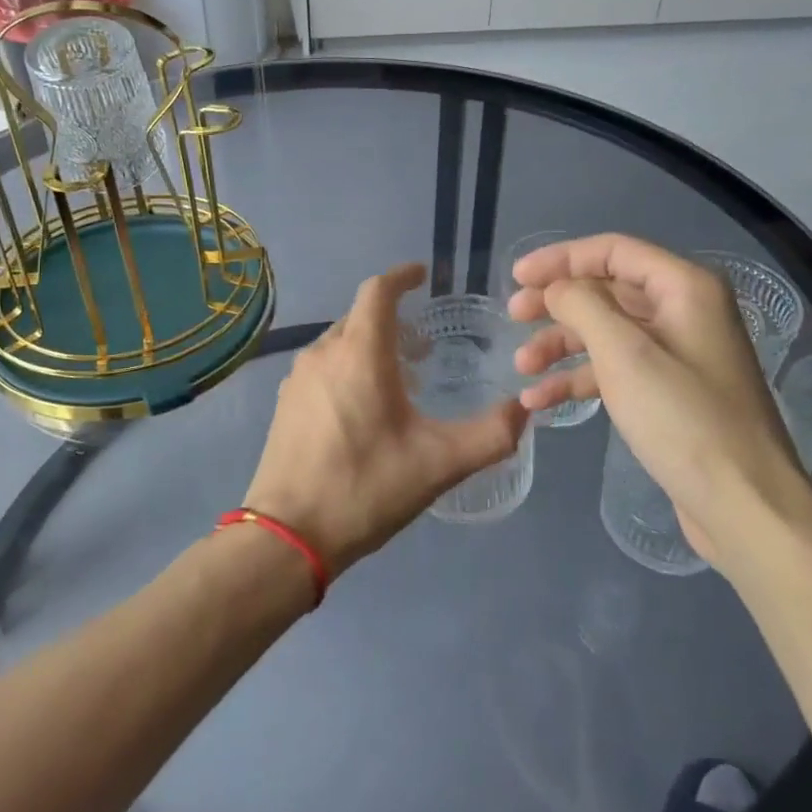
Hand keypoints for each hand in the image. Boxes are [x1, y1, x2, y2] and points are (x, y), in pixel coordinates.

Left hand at [243, 263, 526, 576]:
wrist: (287, 536)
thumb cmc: (365, 487)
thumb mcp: (438, 464)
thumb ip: (490, 435)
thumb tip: (524, 410)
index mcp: (360, 353)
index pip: (378, 291)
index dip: (402, 276)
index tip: (423, 275)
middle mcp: (324, 353)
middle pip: (360, 316)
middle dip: (392, 318)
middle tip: (425, 344)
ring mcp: (299, 379)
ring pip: (340, 342)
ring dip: (371, 345)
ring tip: (401, 375)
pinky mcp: (286, 404)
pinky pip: (323, 367)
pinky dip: (349, 367)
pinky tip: (364, 406)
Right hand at [508, 235, 810, 572]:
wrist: (744, 505)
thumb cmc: (683, 419)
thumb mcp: (624, 353)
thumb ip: (581, 305)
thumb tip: (557, 288)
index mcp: (684, 287)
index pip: (612, 251)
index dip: (560, 259)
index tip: (516, 277)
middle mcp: (684, 311)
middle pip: (607, 290)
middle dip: (556, 303)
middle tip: (513, 317)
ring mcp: (679, 354)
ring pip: (607, 332)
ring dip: (561, 345)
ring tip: (522, 367)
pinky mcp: (670, 393)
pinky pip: (616, 370)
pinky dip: (579, 379)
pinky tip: (541, 400)